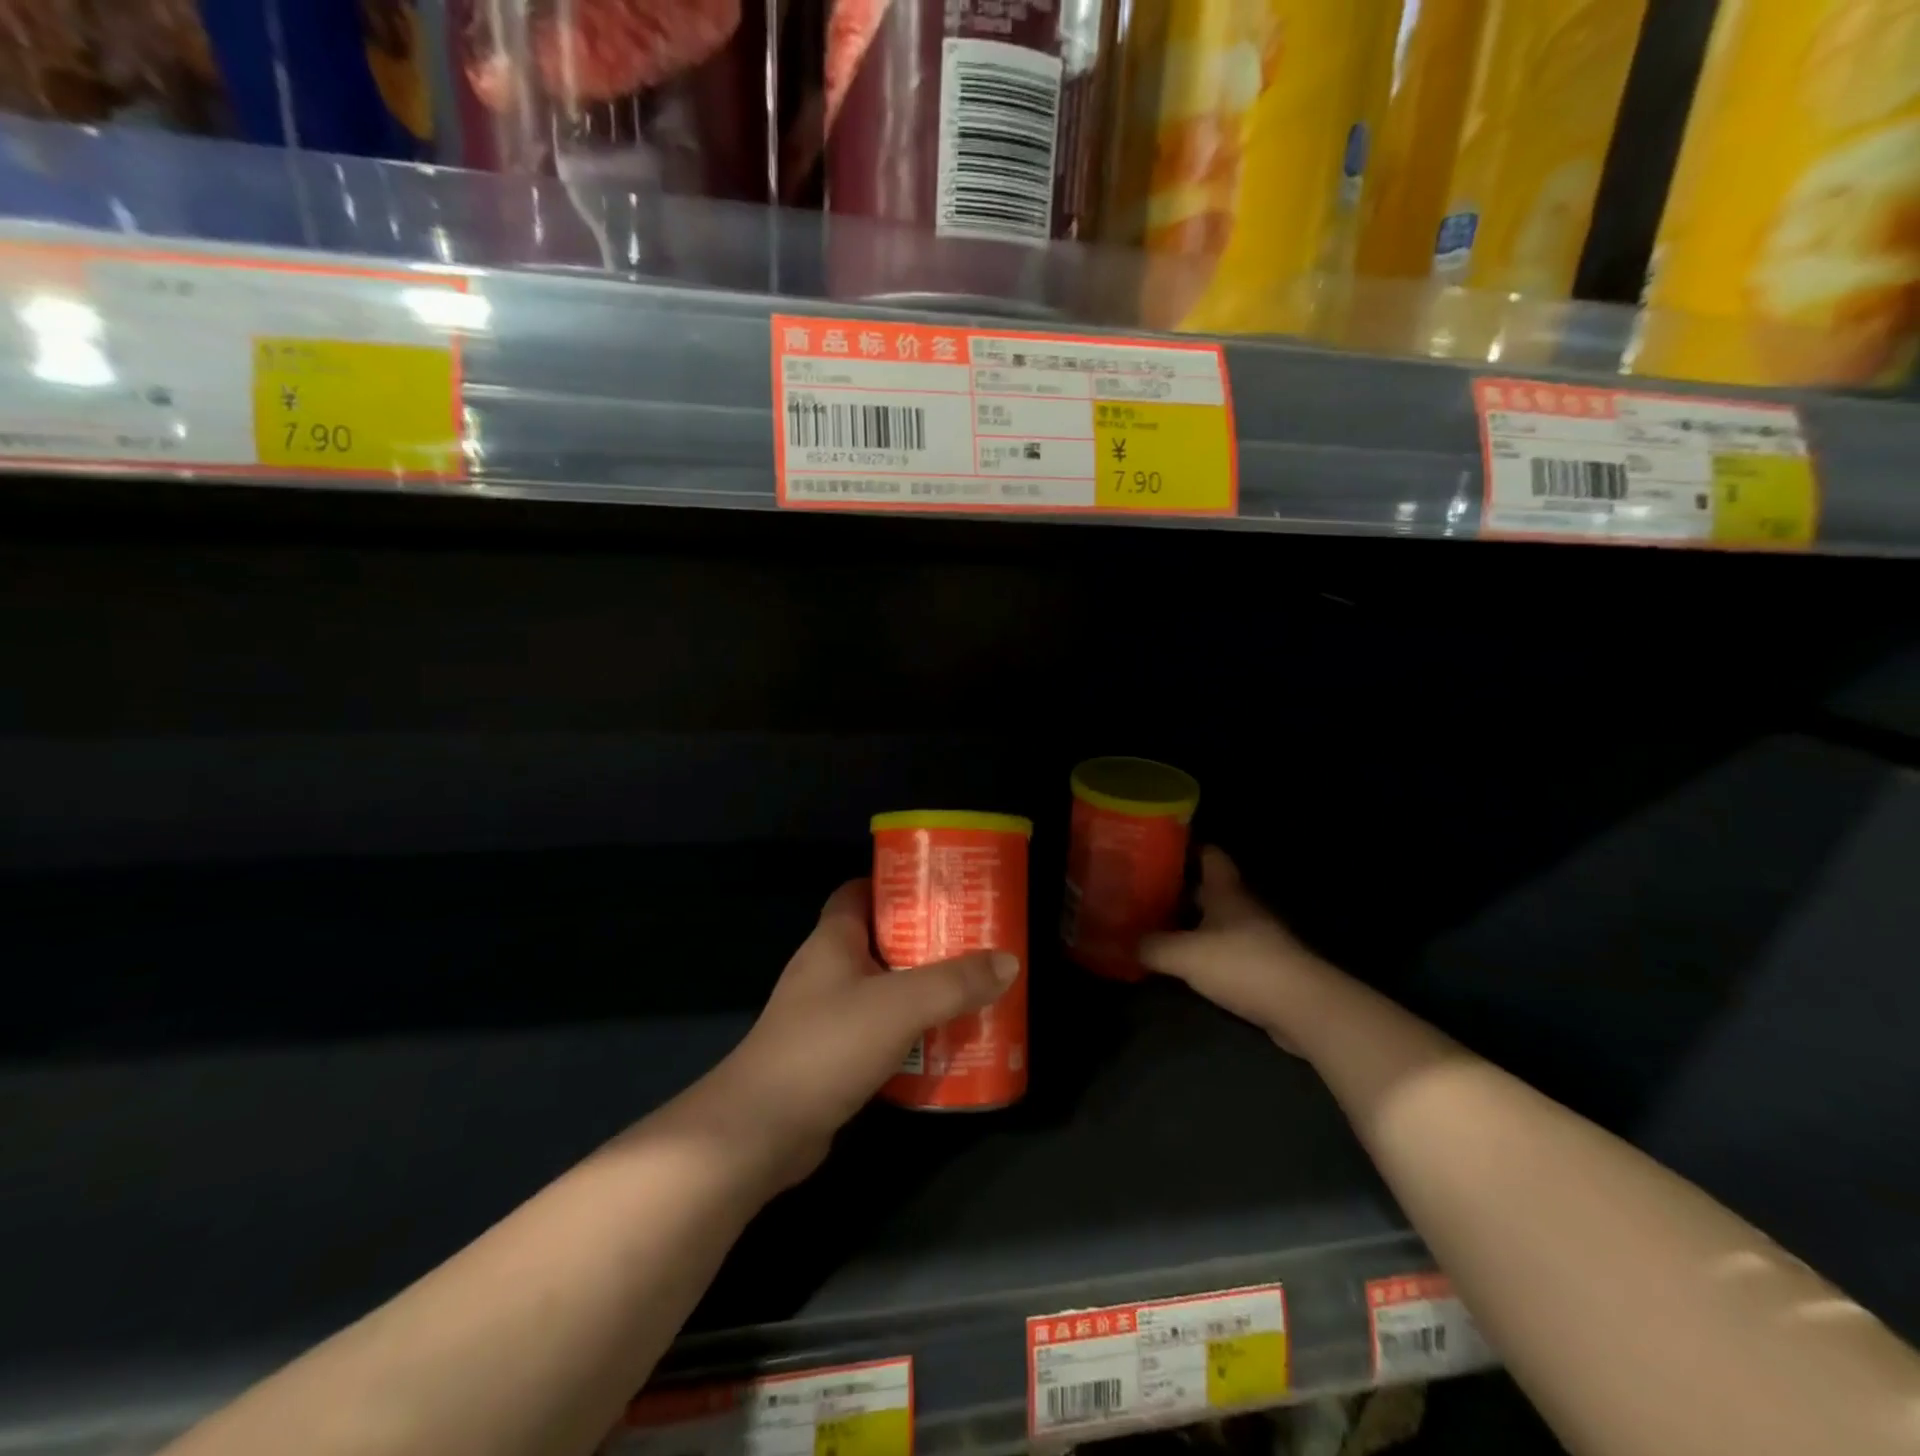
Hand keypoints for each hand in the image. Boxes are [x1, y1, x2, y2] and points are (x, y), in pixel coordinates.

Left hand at [676, 879, 1017, 1187]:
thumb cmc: (827, 1045)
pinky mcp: (831, 1056)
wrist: (761, 1131)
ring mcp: (826, 1015)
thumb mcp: (900, 1005)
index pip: (860, 891)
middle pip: (881, 941)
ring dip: (921, 991)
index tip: (941, 891)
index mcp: (833, 940)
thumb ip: (955, 983)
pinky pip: (879, 1032)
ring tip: (970, 992)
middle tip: (973, 944)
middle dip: (925, 941)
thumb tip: (1008, 961)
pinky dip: (909, 1034)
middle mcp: (826, 970)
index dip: (897, 885)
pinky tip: (942, 1045)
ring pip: (883, 989)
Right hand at [1140, 847, 1322, 1052]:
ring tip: (1155, 926)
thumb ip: (1152, 946)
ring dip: (1191, 923)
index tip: (1158, 848)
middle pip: (1209, 889)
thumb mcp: (1185, 954)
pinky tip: (1182, 963)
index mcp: (1226, 892)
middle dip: (1180, 888)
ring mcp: (1256, 939)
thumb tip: (1126, 942)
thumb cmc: (1243, 964)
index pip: (1210, 855)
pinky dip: (1204, 953)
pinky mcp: (1262, 969)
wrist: (1303, 1008)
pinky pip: (1225, 951)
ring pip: (1217, 921)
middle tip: (1144, 890)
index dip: (1187, 848)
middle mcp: (1242, 908)